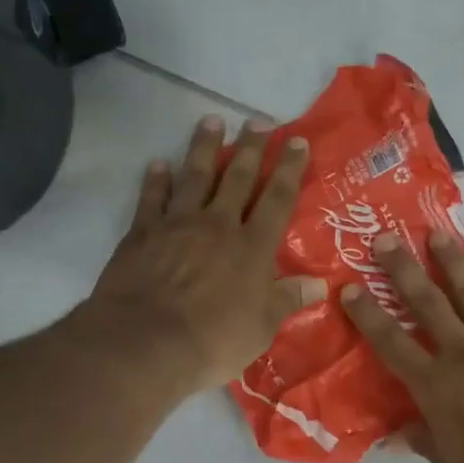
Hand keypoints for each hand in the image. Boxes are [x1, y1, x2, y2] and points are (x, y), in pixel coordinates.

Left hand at [86, 115, 326, 395]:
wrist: (146, 341)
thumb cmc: (213, 339)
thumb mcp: (262, 327)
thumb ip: (288, 300)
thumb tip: (320, 284)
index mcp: (252, 247)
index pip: (277, 199)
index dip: (289, 169)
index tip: (297, 142)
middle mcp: (218, 225)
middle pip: (238, 177)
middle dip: (251, 148)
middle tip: (260, 121)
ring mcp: (178, 224)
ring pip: (195, 176)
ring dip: (204, 147)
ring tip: (212, 121)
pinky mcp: (143, 233)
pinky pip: (152, 198)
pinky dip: (156, 180)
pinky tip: (159, 164)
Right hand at [343, 230, 463, 462]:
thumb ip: (425, 442)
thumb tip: (393, 437)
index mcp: (436, 385)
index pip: (391, 343)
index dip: (368, 315)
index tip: (349, 287)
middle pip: (428, 303)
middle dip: (403, 269)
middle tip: (386, 238)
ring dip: (455, 263)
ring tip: (439, 234)